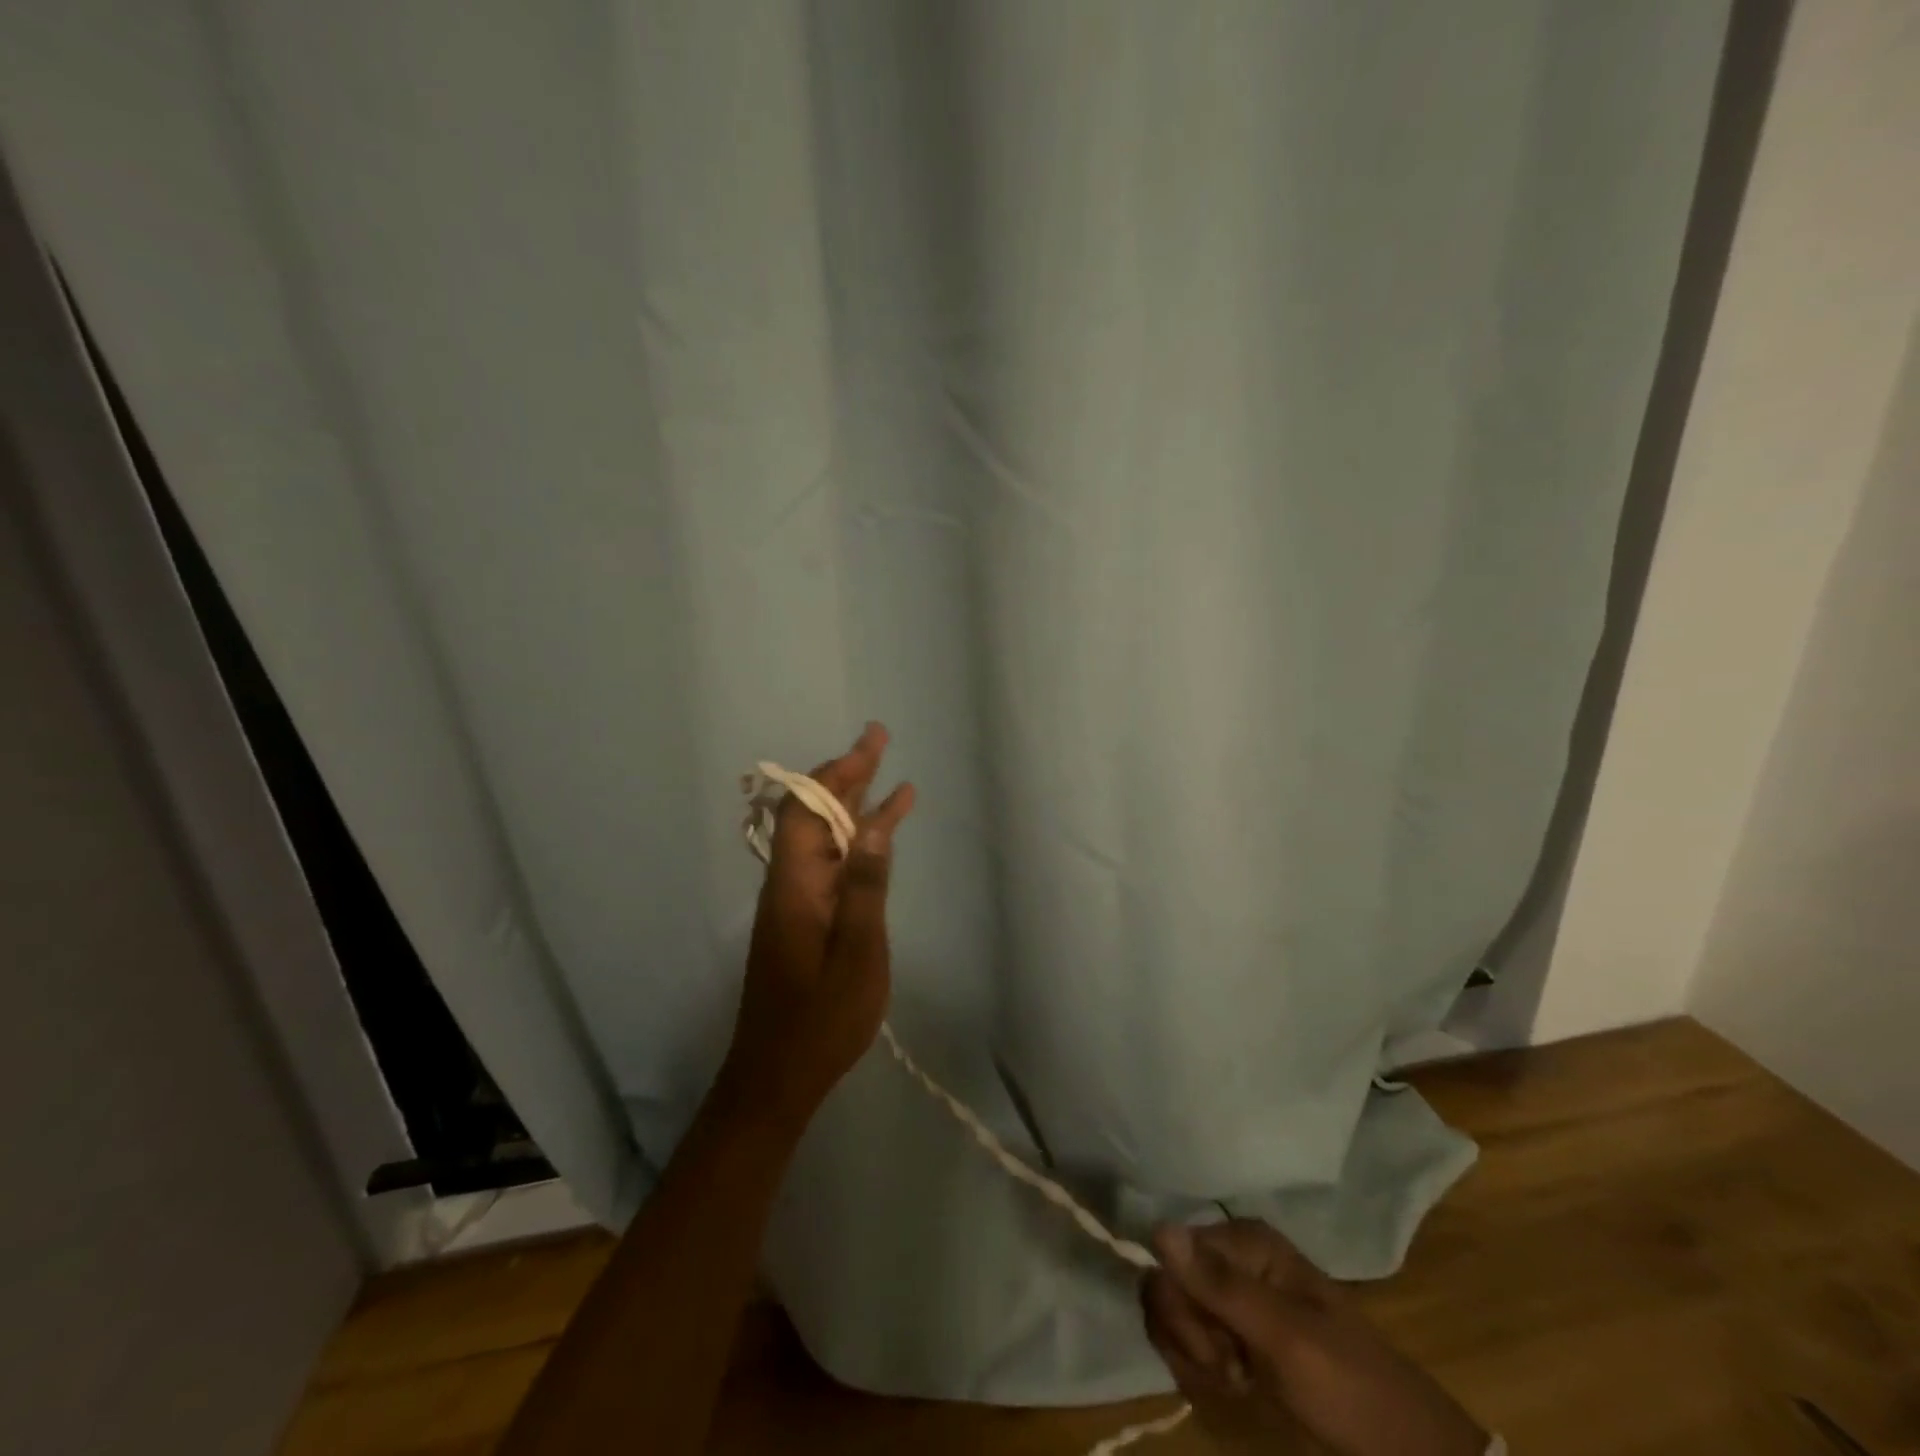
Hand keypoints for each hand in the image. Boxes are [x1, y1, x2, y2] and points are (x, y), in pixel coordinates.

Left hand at [720, 723, 914, 1125]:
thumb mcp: (857, 953)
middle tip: (879, 741)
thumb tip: (875, 824)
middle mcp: (790, 882)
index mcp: (796, 884)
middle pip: (814, 814)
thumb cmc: (822, 1019)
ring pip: (825, 838)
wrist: (779, 1076)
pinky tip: (881, 835)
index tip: (870, 745)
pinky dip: (858, 842)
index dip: (836, 772)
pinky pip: (833, 865)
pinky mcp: (805, 920)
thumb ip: (867, 887)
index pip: (808, 809)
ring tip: (887, 774)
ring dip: (853, 803)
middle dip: (846, 774)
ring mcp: (797, 901)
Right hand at [1143, 1220, 1488, 1455]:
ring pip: (1170, 1313)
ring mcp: (1230, 1298)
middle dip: (1188, 1335)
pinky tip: (1233, 1385)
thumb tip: (1156, 1228)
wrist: (1403, 1455)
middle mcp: (1230, 1259)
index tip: (1221, 1350)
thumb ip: (1221, 1286)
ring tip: (1237, 1380)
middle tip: (1232, 1370)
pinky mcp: (1231, 1334)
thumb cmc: (1351, 1389)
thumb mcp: (1288, 1340)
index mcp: (1245, 1242)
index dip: (1182, 1305)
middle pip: (1165, 1283)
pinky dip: (1199, 1368)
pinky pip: (1185, 1338)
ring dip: (1192, 1356)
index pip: (1170, 1254)